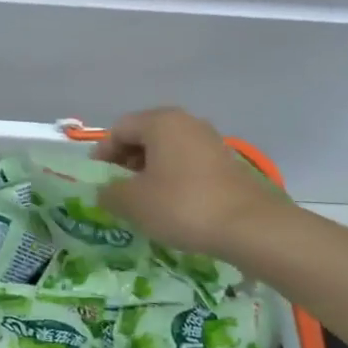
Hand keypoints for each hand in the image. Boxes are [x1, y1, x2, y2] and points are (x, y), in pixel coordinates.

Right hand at [92, 108, 284, 260]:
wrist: (250, 226)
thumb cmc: (183, 206)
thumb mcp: (134, 203)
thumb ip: (110, 193)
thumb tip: (105, 191)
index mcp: (161, 122)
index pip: (120, 128)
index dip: (103, 153)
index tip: (97, 180)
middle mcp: (186, 122)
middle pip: (145, 135)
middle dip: (126, 161)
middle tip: (118, 191)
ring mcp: (210, 140)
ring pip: (168, 150)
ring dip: (150, 171)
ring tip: (144, 201)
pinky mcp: (226, 162)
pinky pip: (188, 163)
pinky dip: (173, 178)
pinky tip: (172, 205)